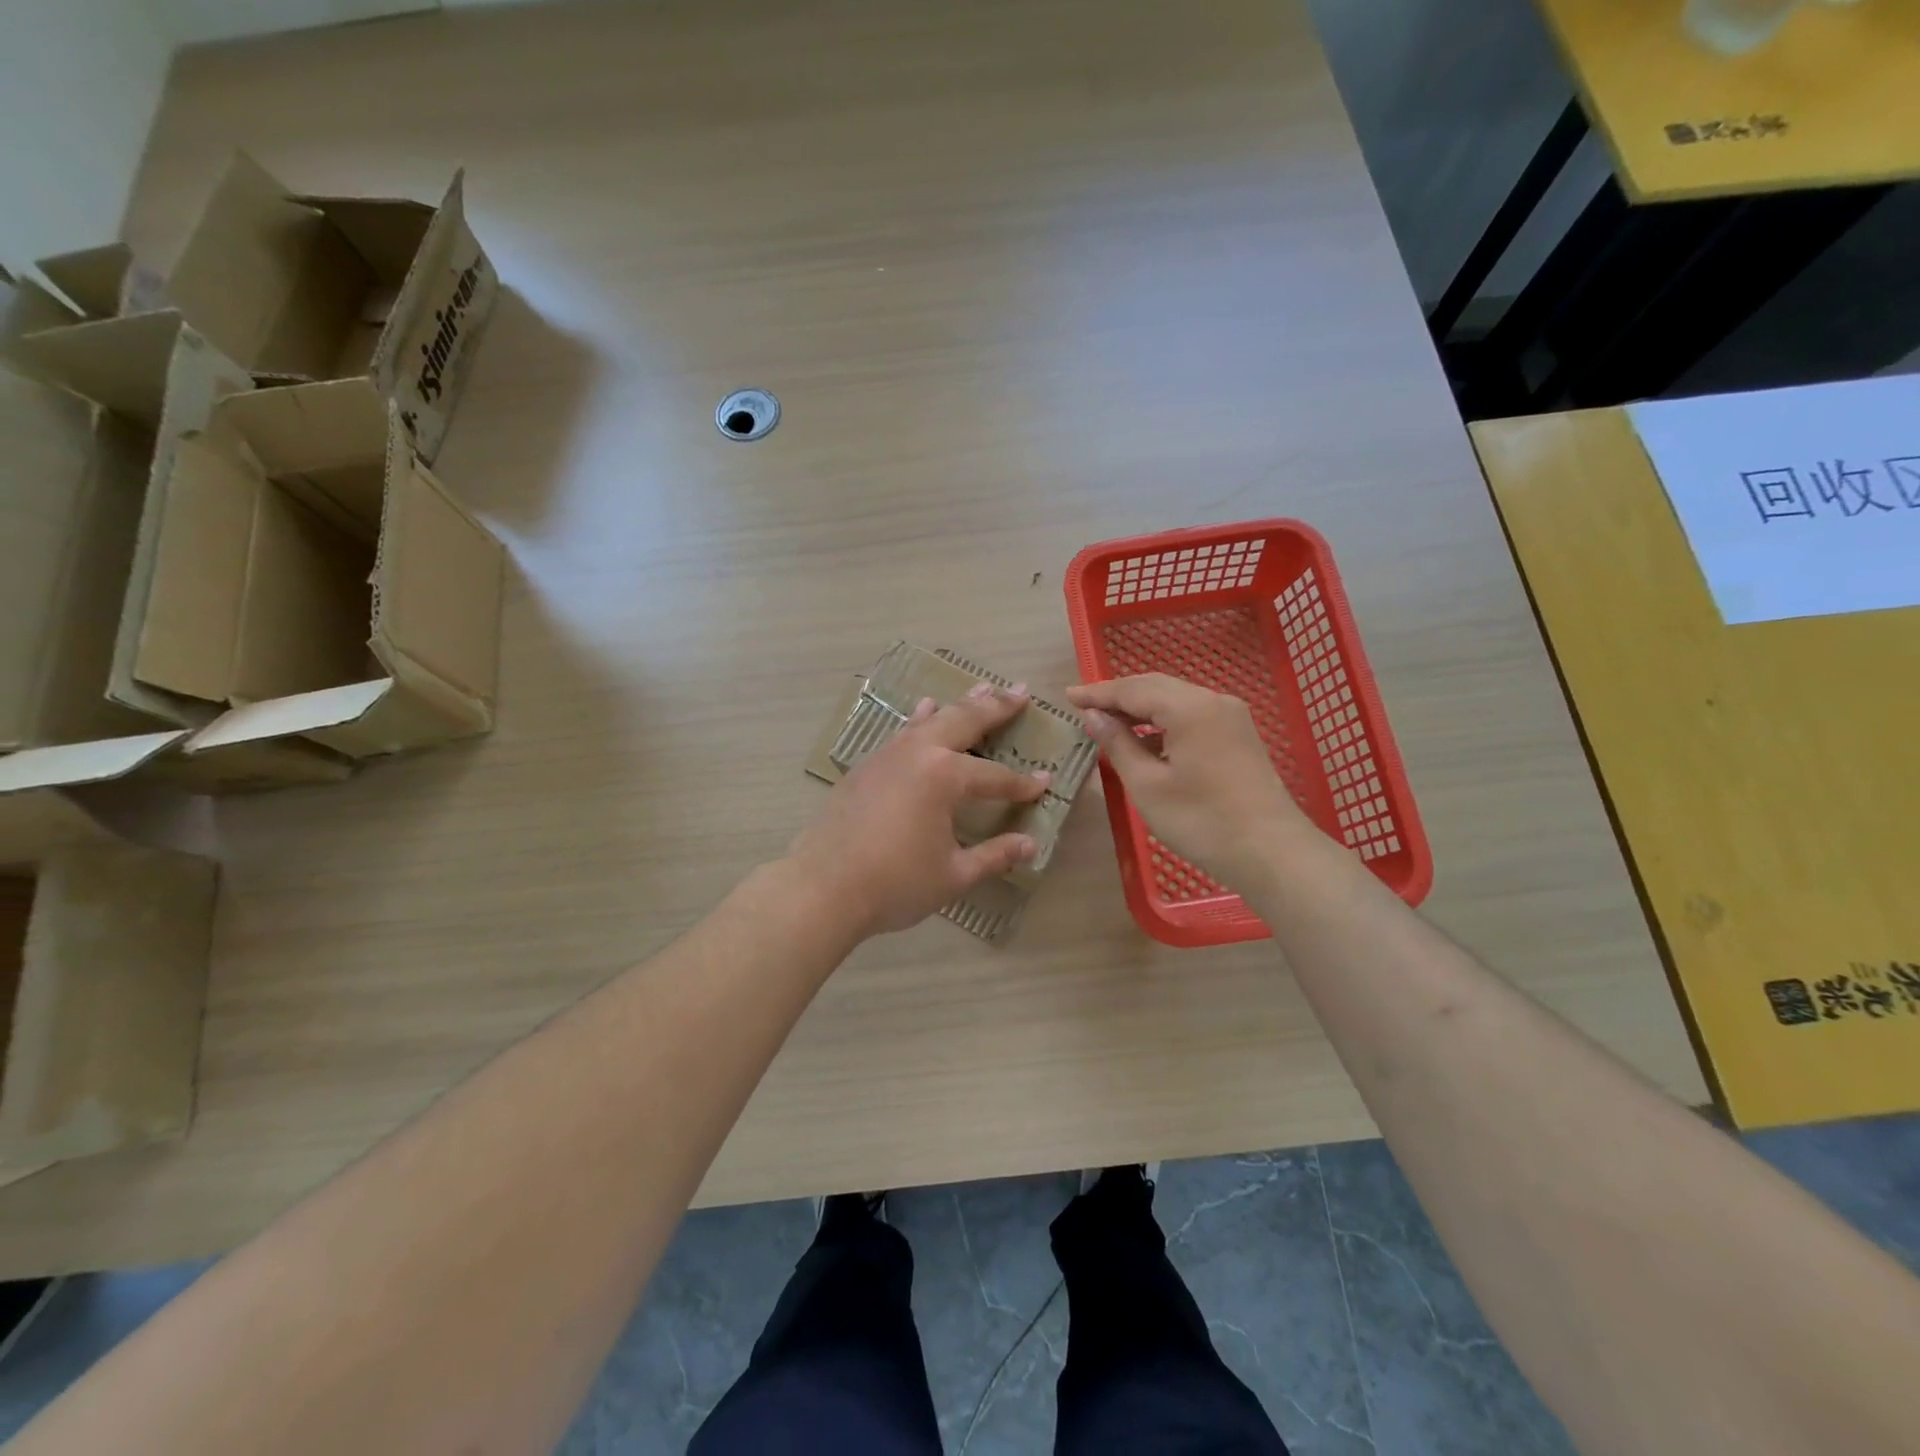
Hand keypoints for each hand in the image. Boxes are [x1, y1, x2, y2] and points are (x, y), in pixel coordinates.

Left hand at [787, 683, 1049, 938]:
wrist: (822, 887)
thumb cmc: (894, 883)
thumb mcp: (953, 874)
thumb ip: (994, 856)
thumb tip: (1030, 845)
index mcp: (944, 776)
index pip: (995, 777)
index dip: (1022, 783)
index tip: (1046, 781)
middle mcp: (918, 753)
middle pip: (964, 722)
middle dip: (996, 707)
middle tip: (1020, 691)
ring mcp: (888, 754)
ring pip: (931, 719)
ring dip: (959, 705)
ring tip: (981, 689)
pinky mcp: (866, 765)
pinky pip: (902, 731)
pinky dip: (919, 719)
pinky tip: (923, 710)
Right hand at [1066, 674, 1313, 886]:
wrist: (1272, 853)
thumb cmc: (1201, 821)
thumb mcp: (1147, 785)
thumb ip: (1118, 744)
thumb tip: (1094, 717)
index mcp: (1189, 707)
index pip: (1132, 689)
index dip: (1098, 693)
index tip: (1068, 696)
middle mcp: (1213, 701)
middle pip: (1155, 687)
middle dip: (1118, 696)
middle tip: (1084, 707)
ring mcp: (1231, 717)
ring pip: (1175, 700)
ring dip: (1141, 708)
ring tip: (1108, 723)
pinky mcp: (1239, 735)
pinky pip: (1192, 715)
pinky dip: (1163, 722)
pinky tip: (1145, 741)